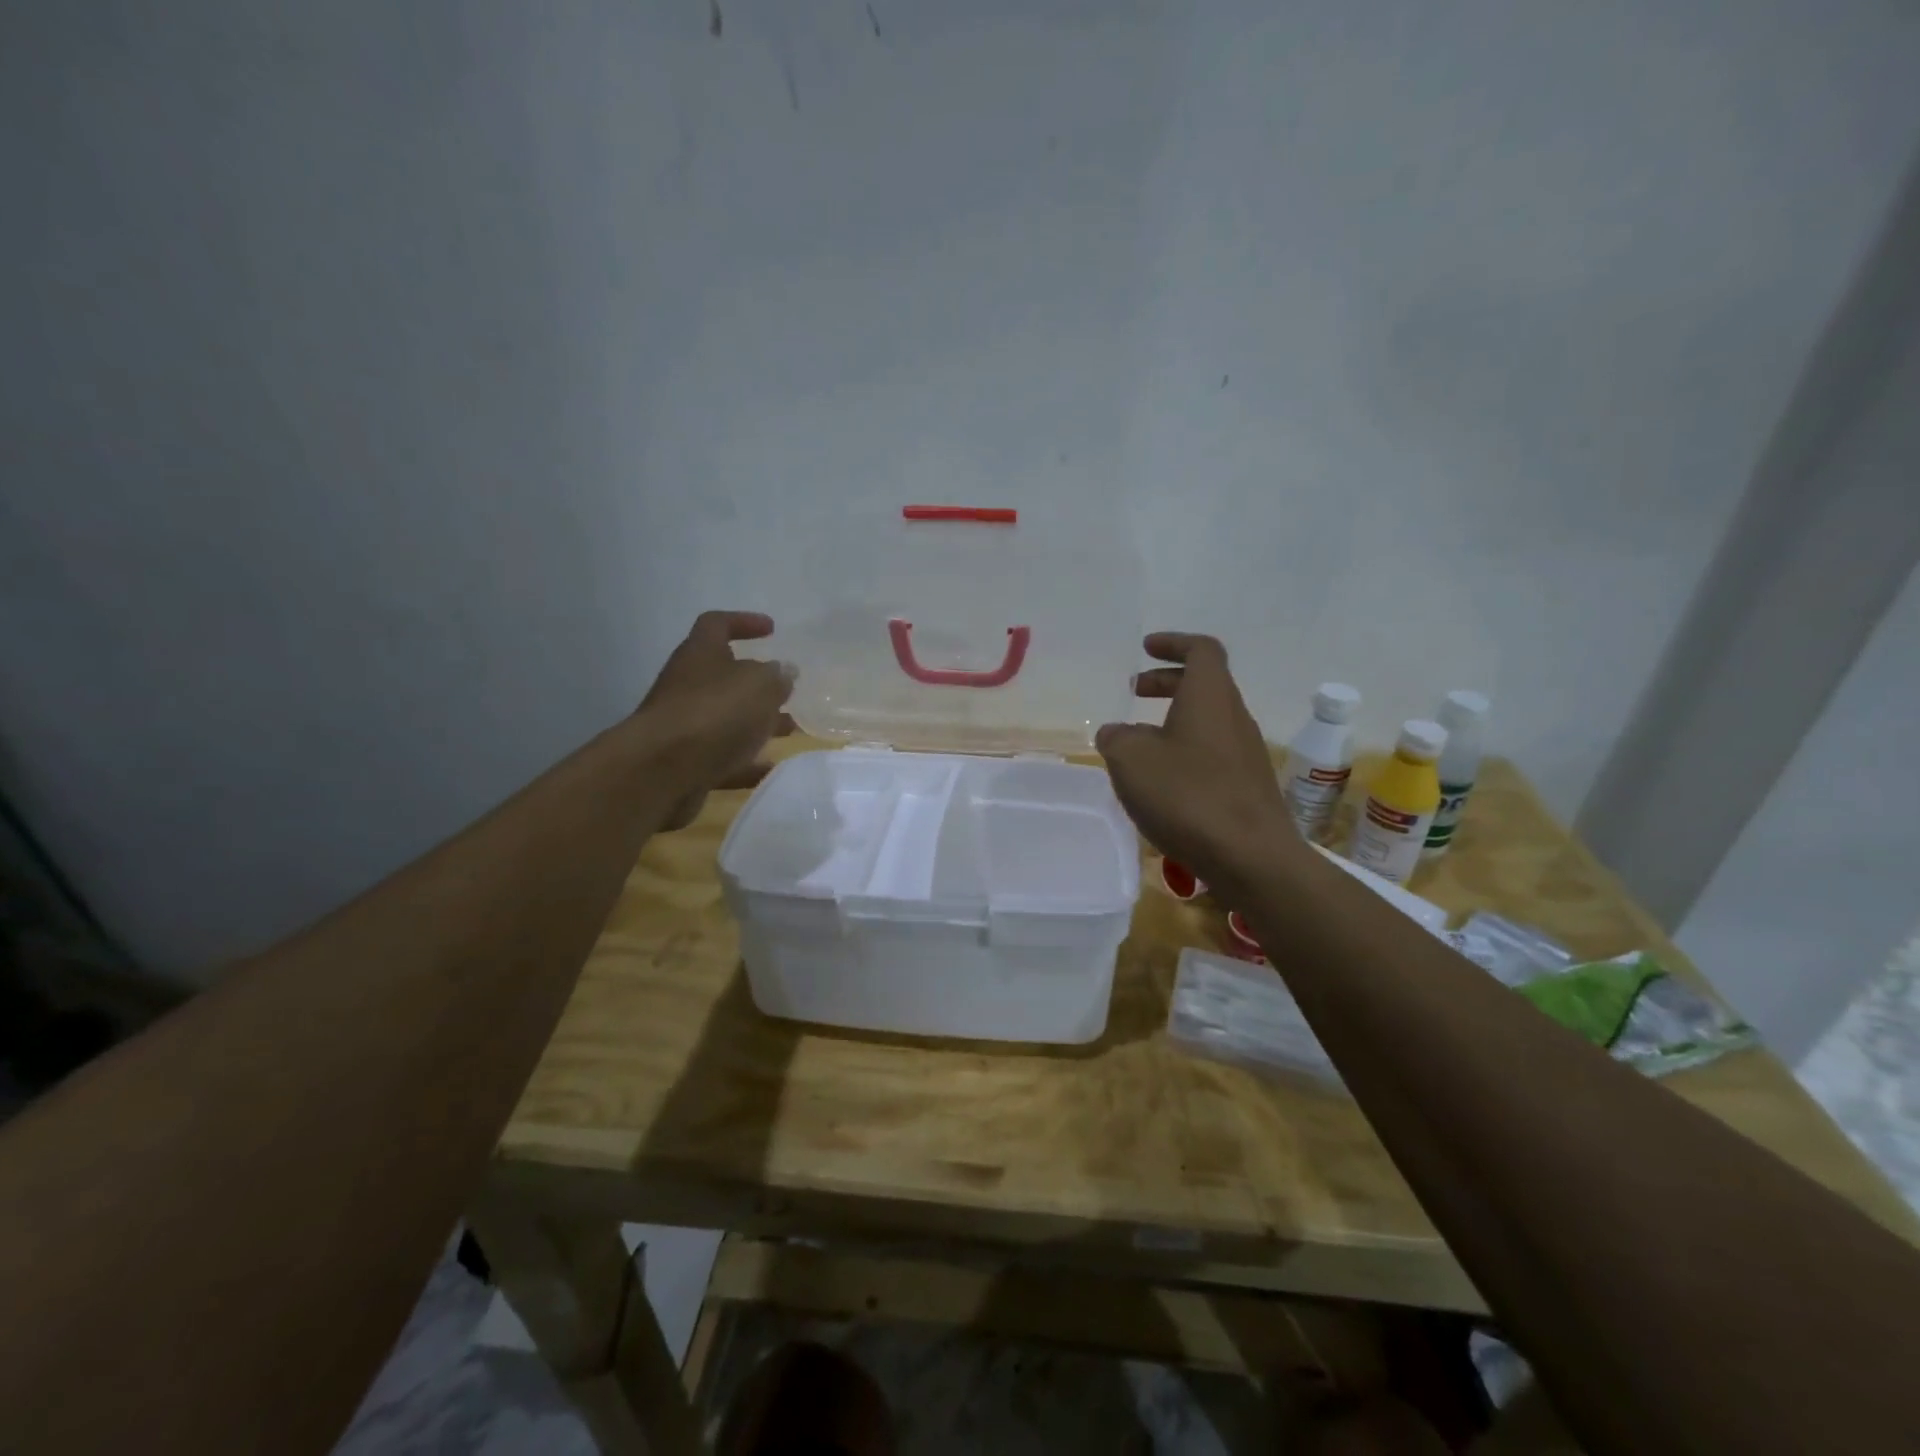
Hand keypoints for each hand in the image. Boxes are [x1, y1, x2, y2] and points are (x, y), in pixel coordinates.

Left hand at [637, 611, 794, 829]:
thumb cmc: (714, 713)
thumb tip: (784, 671)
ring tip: (789, 731)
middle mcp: (687, 684)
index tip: (772, 630)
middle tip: (788, 692)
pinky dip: (745, 761)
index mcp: (700, 653)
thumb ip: (776, 677)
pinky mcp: (684, 761)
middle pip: (724, 676)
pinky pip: (721, 756)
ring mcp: (683, 724)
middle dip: (758, 685)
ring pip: (726, 718)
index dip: (744, 622)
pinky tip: (770, 768)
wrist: (661, 771)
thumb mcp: (759, 685)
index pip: (717, 624)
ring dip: (757, 723)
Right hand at [1095, 633, 1306, 898]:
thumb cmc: (1188, 796)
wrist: (1251, 857)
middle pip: (1204, 684)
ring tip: (1138, 740)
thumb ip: (1117, 738)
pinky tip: (1161, 779)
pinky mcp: (1247, 785)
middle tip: (1135, 689)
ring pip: (1207, 720)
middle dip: (1167, 681)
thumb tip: (1116, 733)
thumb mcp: (1131, 760)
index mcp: (1210, 696)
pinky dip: (1184, 749)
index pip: (1201, 650)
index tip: (1146, 648)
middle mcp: (1234, 716)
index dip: (1173, 644)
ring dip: (1173, 719)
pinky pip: (1212, 751)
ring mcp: (1246, 752)